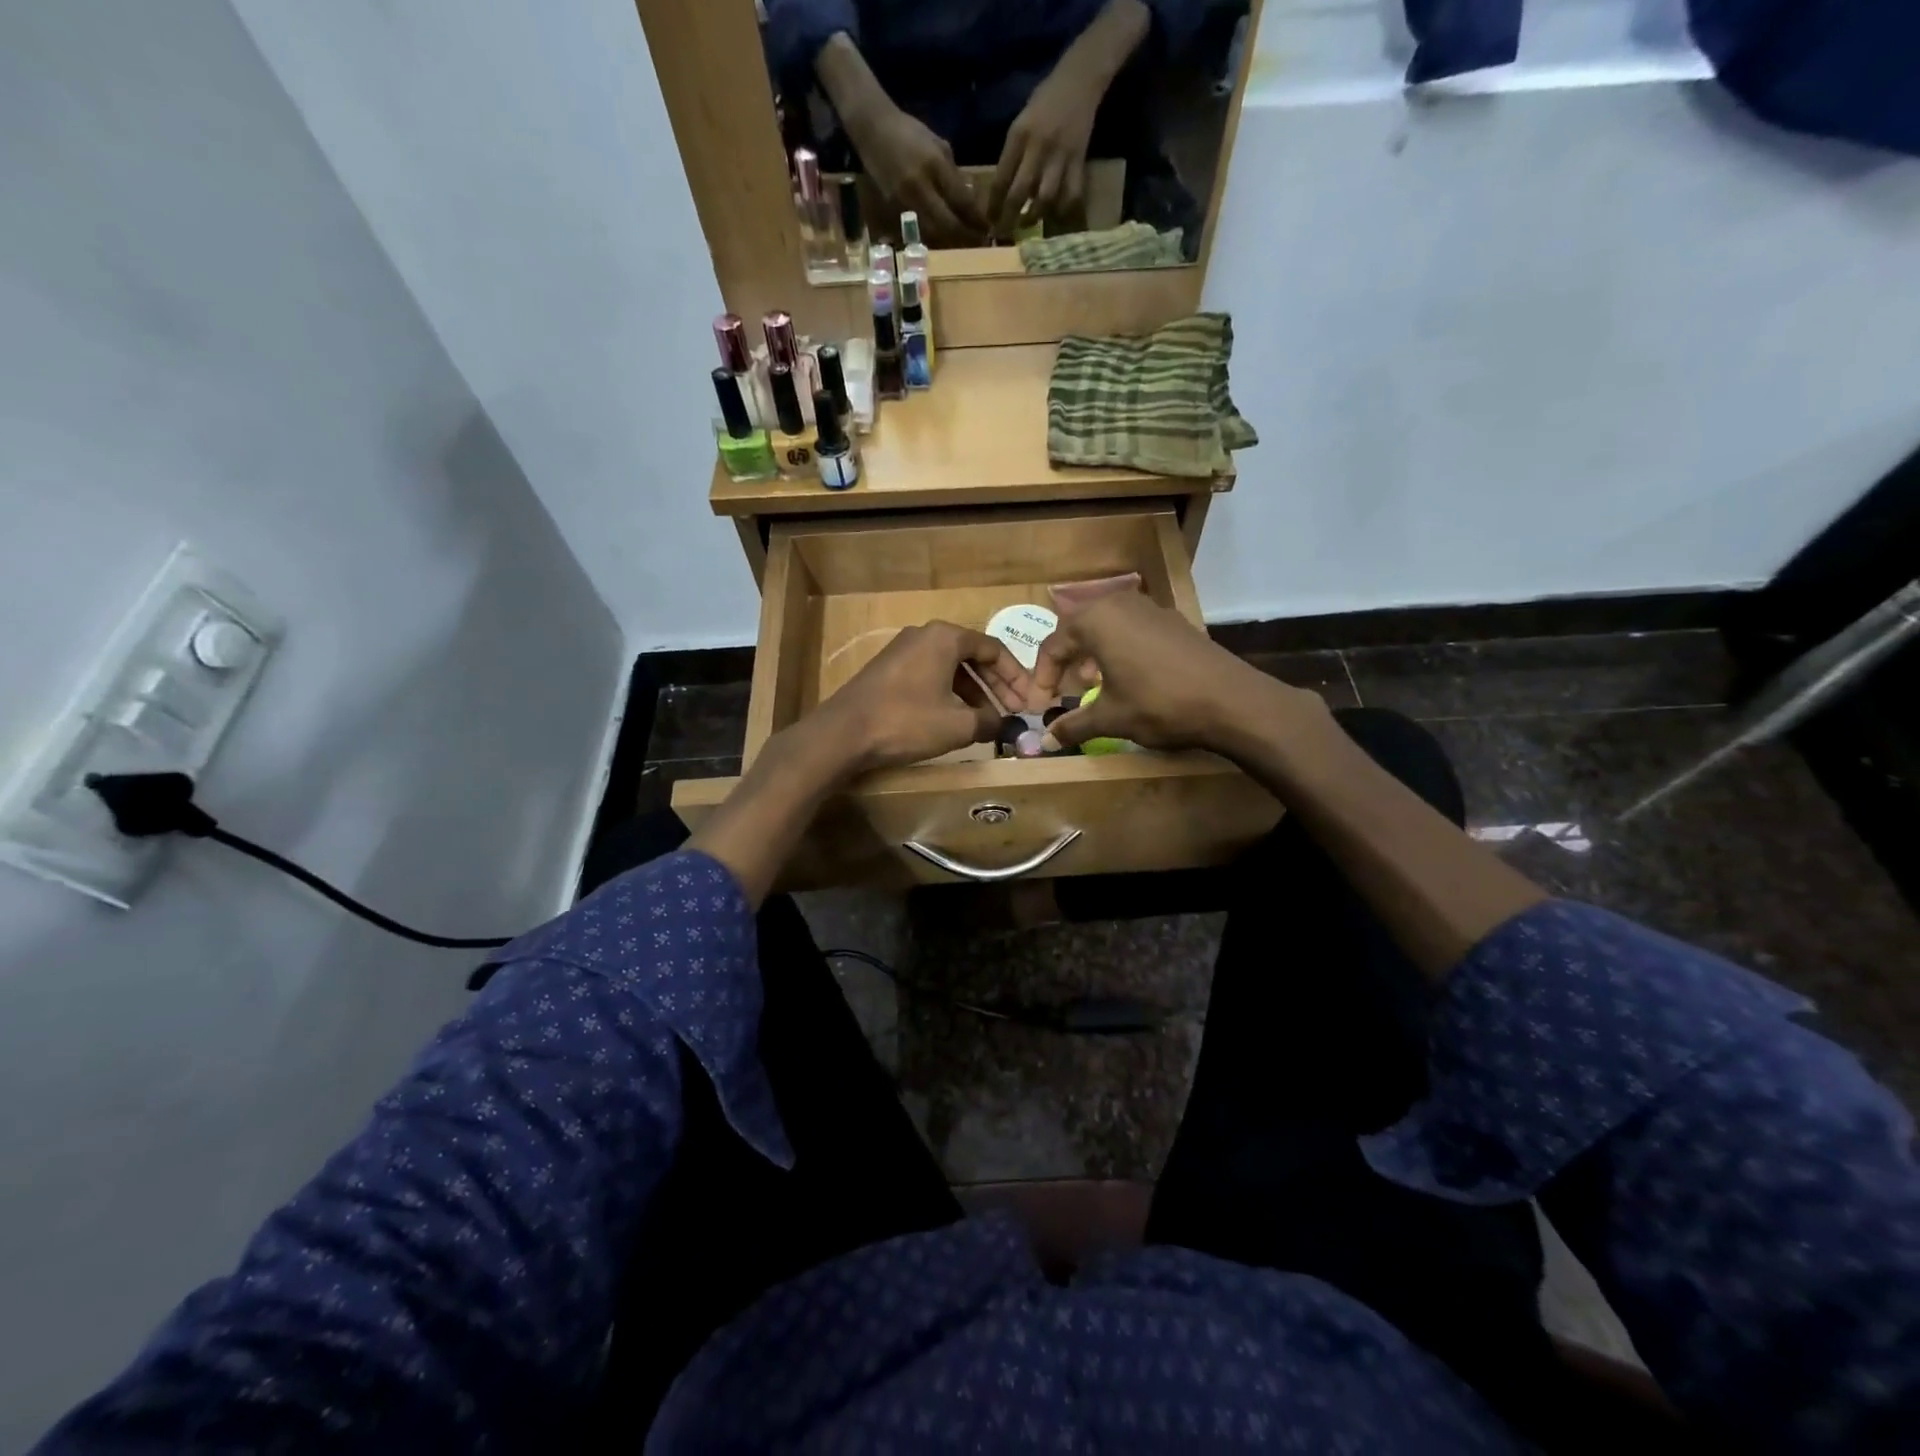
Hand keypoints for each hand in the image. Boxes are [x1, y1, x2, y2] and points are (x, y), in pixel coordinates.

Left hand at [815, 621, 1029, 773]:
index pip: (994, 649)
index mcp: (945, 637)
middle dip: (996, 685)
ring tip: (988, 720)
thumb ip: (989, 722)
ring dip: (973, 692)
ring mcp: (902, 651)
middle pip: (972, 656)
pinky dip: (949, 694)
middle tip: (1013, 712)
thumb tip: (1003, 724)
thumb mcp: (958, 726)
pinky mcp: (888, 671)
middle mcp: (924, 635)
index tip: (1029, 701)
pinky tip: (956, 719)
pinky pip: (930, 676)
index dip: (1016, 677)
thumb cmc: (907, 722)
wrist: (843, 733)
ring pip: (950, 668)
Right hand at [846, 104, 985, 244]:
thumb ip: (952, 173)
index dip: (975, 219)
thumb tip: (968, 199)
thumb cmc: (908, 132)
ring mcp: (905, 200)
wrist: (872, 129)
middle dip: (964, 236)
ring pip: (933, 232)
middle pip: (948, 224)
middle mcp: (920, 187)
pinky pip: (918, 228)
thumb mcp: (937, 145)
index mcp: (934, 165)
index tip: (986, 228)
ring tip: (963, 243)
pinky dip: (933, 235)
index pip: (961, 200)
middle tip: (977, 243)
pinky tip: (942, 237)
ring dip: (949, 240)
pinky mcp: (894, 209)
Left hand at [986, 63, 1104, 235]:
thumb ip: (1012, 154)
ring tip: (1028, 222)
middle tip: (1004, 233)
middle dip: (1009, 217)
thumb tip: (1002, 190)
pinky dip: (1062, 208)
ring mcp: (1060, 155)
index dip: (993, 204)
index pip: (1001, 178)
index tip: (989, 221)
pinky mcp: (1079, 160)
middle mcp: (1038, 147)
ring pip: (1045, 198)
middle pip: (1020, 193)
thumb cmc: (1045, 100)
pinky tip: (1055, 213)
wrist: (1080, 79)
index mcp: (1019, 135)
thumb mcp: (1021, 122)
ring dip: (1035, 216)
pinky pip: (1071, 194)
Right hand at [1028, 591, 1330, 756]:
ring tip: (1093, 684)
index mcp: (1096, 620)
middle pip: (1079, 629)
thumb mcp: (1109, 718)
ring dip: (1094, 654)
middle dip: (1067, 661)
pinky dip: (1120, 651)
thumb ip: (1073, 726)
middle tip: (1064, 690)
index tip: (1041, 707)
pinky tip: (1130, 678)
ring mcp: (1151, 609)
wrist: (1230, 700)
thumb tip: (1044, 743)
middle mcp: (1120, 604)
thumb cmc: (1158, 704)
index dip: (1042, 679)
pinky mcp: (1174, 621)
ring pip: (1107, 627)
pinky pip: (1133, 630)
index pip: (1053, 645)